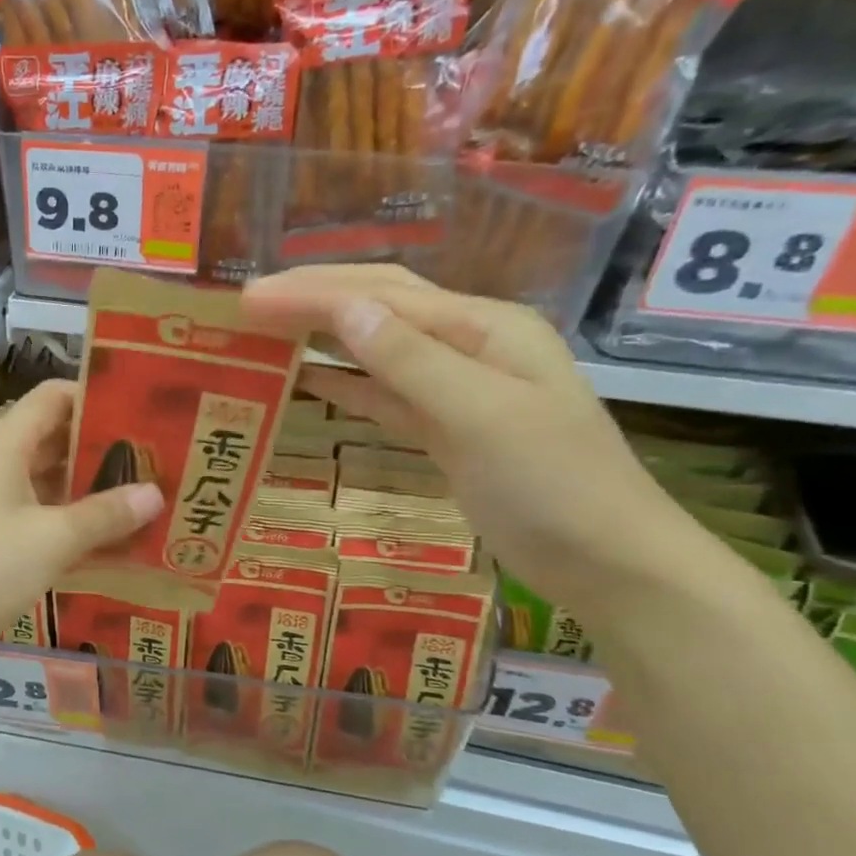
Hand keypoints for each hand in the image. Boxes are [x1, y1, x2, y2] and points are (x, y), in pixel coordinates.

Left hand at [0, 379, 162, 671]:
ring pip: (46, 473)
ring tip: (141, 491)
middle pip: (53, 433)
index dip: (96, 396)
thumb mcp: (54, 540)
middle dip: (101, 444)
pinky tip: (107, 530)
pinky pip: (36, 505)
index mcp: (3, 442)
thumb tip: (155, 494)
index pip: (53, 396)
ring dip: (88, 482)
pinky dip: (69, 511)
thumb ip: (106, 514)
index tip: (142, 409)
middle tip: (155, 455)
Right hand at [242, 266, 697, 614]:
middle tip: (247, 304)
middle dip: (313, 300)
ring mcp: (457, 389)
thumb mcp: (481, 416)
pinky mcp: (445, 430)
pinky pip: (385, 395)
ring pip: (377, 349)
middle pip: (379, 308)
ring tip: (266, 332)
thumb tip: (345, 310)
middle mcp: (468, 345)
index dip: (312, 293)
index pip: (382, 297)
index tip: (249, 297)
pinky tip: (309, 380)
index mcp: (482, 327)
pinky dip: (345, 384)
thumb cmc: (554, 486)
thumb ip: (411, 362)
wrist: (608, 562)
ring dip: (323, 336)